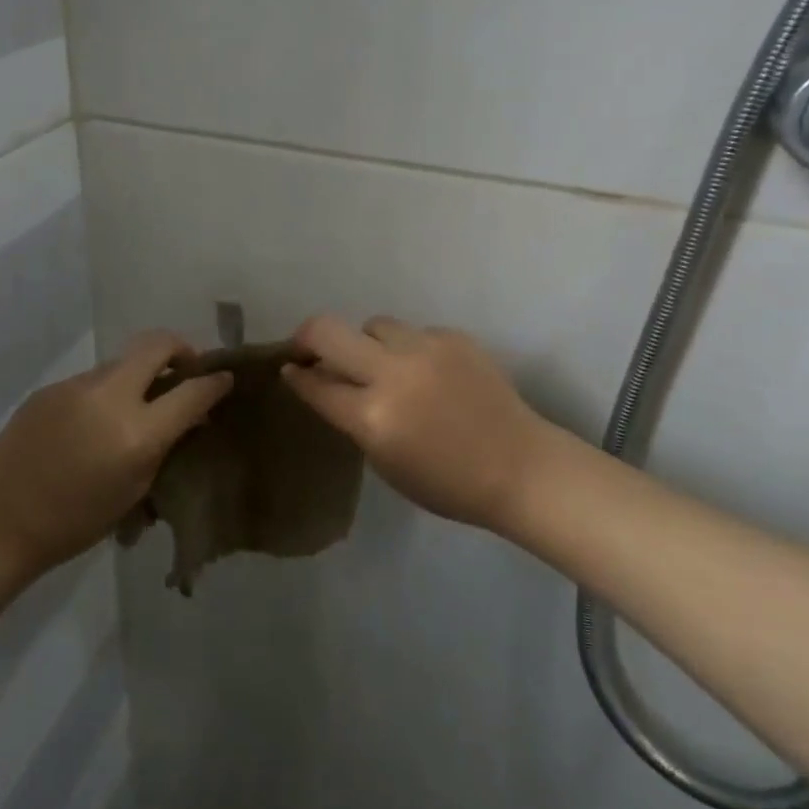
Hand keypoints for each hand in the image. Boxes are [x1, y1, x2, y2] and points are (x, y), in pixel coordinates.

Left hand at [0, 331, 232, 575]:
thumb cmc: (75, 523)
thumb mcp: (135, 491)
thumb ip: (165, 445)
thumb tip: (189, 415)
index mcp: (136, 433)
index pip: (192, 391)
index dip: (215, 382)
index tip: (225, 378)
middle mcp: (110, 397)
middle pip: (157, 344)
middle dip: (181, 349)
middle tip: (186, 370)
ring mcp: (76, 386)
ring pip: (122, 362)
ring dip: (140, 376)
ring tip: (136, 407)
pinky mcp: (52, 387)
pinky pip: (93, 380)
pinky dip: (107, 392)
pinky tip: (94, 423)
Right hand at [282, 314, 558, 532]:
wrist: (519, 466)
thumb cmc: (447, 483)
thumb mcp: (385, 463)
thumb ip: (353, 420)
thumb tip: (327, 385)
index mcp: (373, 417)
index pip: (315, 383)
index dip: (296, 375)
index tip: (289, 368)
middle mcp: (393, 373)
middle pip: (327, 330)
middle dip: (308, 337)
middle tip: (312, 350)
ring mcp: (425, 348)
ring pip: (374, 325)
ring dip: (367, 343)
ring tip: (383, 365)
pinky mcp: (453, 336)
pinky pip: (414, 333)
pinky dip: (409, 350)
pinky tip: (428, 373)